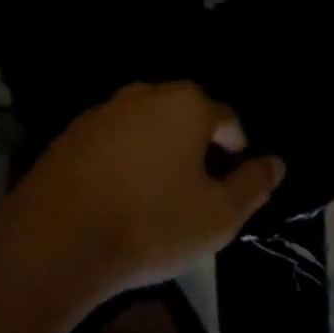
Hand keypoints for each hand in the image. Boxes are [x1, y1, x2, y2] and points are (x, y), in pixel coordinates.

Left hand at [7, 82, 285, 300]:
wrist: (57, 239)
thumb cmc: (151, 225)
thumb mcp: (218, 217)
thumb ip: (253, 185)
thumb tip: (276, 162)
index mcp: (188, 104)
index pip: (227, 118)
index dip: (236, 149)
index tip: (232, 182)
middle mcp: (147, 93)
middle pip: (186, 114)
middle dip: (197, 143)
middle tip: (198, 186)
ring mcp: (106, 108)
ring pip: (148, 123)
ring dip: (159, 148)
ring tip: (158, 190)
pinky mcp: (74, 130)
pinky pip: (115, 137)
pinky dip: (125, 155)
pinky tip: (120, 191)